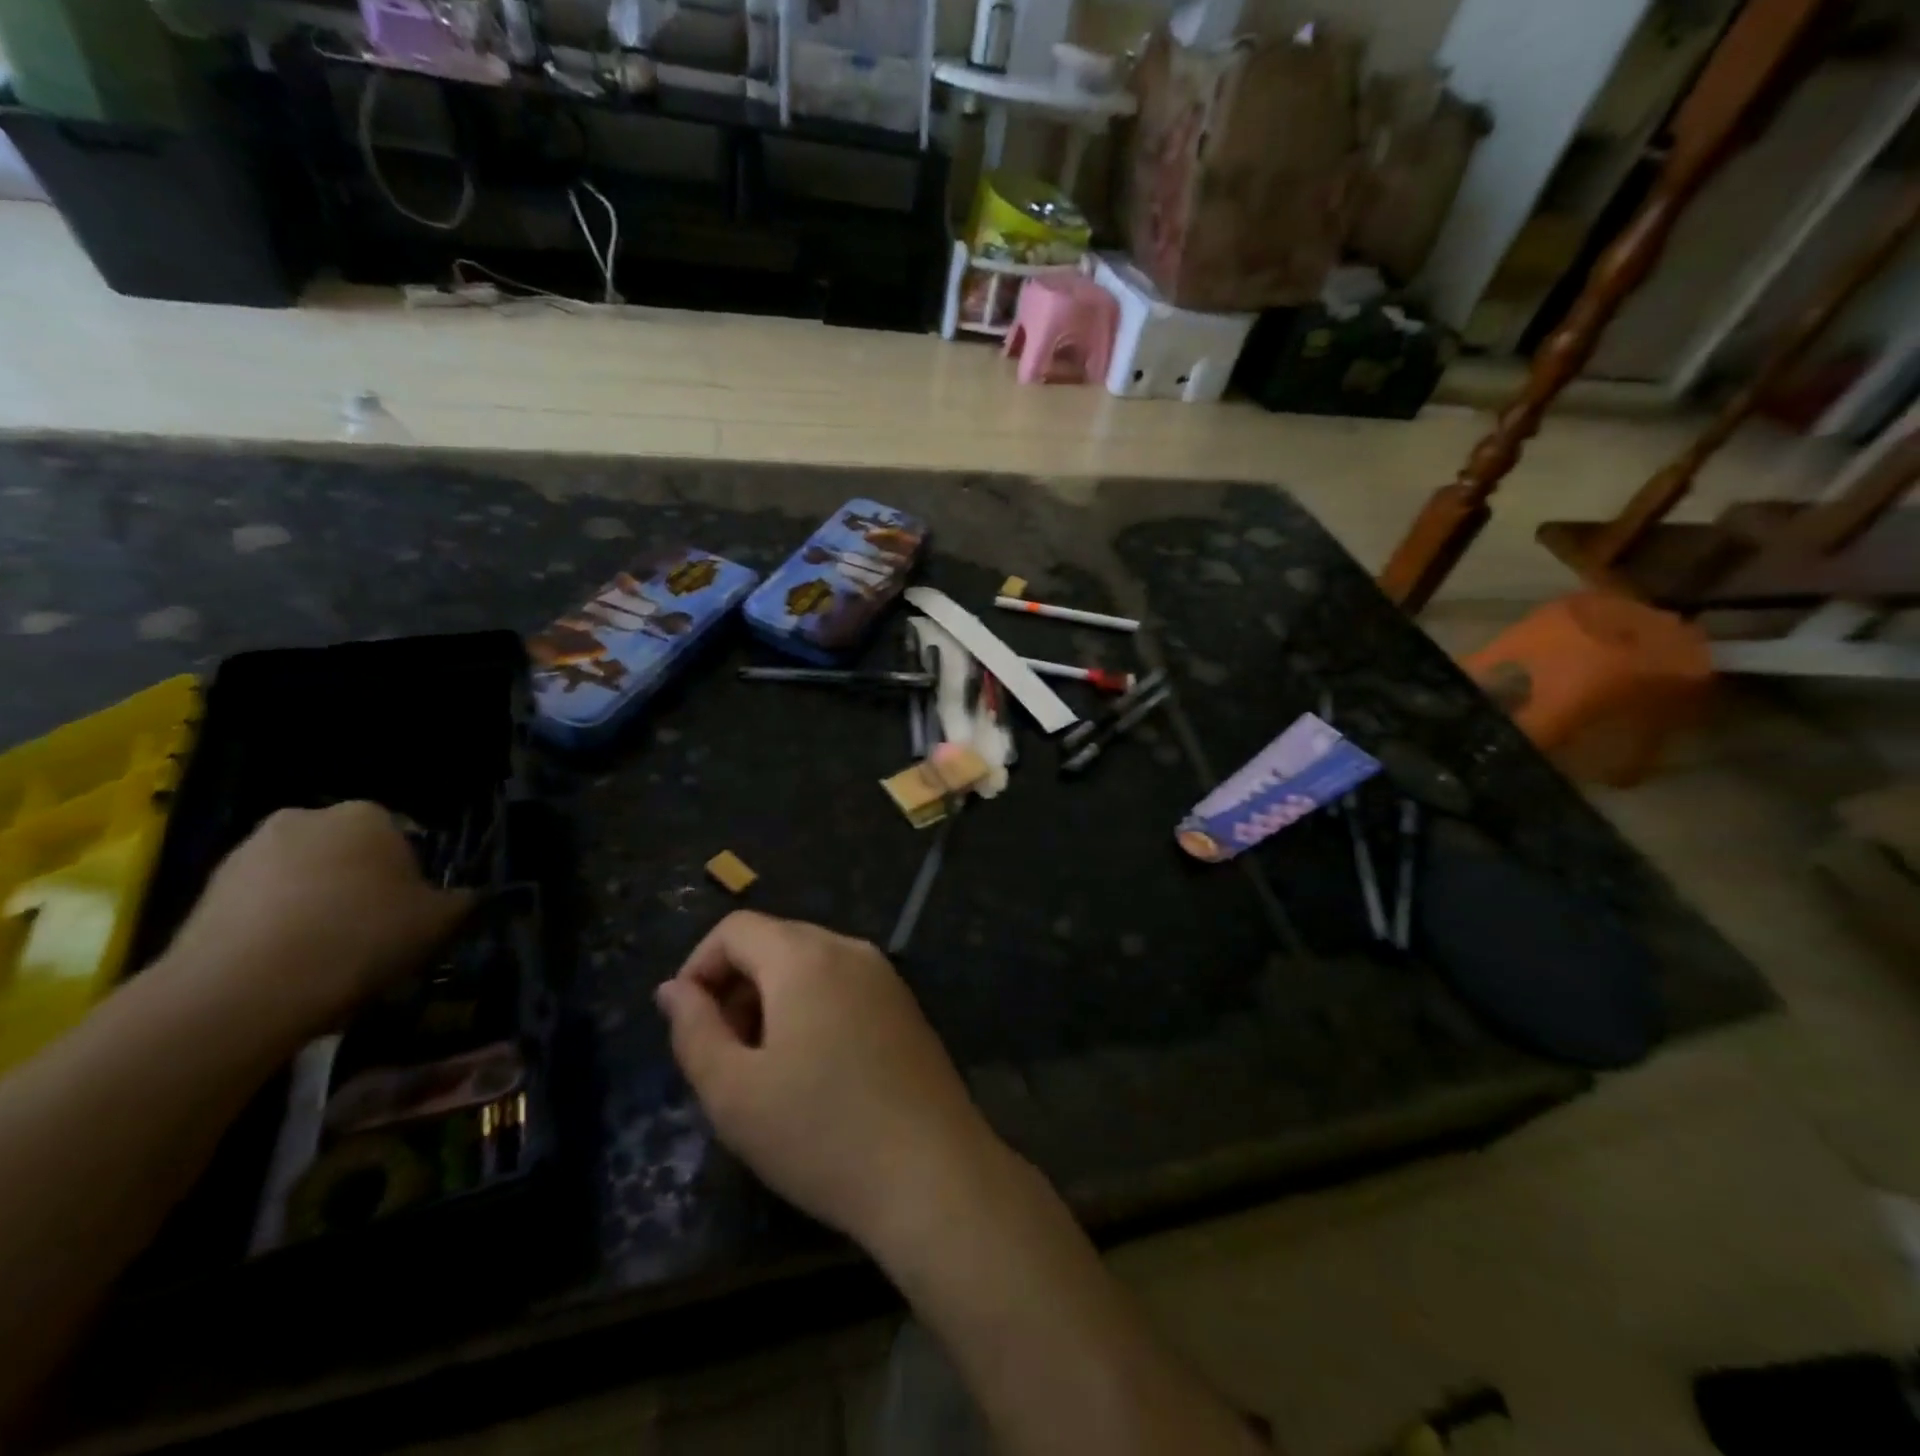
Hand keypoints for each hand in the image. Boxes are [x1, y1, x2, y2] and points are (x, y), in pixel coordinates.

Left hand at [160, 803, 471, 1029]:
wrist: (244, 990)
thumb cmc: (361, 937)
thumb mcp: (440, 921)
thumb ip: (460, 900)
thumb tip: (462, 897)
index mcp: (367, 814)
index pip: (404, 839)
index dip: (412, 879)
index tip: (412, 915)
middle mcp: (306, 818)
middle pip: (348, 855)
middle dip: (359, 886)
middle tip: (373, 935)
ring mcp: (246, 854)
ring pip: (302, 880)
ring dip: (316, 907)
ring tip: (328, 959)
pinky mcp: (202, 894)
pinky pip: (260, 907)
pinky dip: (276, 929)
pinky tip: (288, 969)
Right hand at [655, 911, 997, 1250]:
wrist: (932, 1172)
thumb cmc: (820, 1133)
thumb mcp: (733, 1092)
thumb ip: (693, 1030)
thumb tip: (674, 988)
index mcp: (806, 956)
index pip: (737, 927)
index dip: (699, 965)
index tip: (687, 1022)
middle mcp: (850, 949)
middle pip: (775, 941)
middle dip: (736, 985)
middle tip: (724, 1052)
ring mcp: (885, 975)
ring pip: (810, 963)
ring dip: (773, 998)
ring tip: (765, 1066)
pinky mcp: (905, 1005)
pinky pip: (843, 984)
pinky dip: (812, 1006)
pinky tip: (814, 1068)